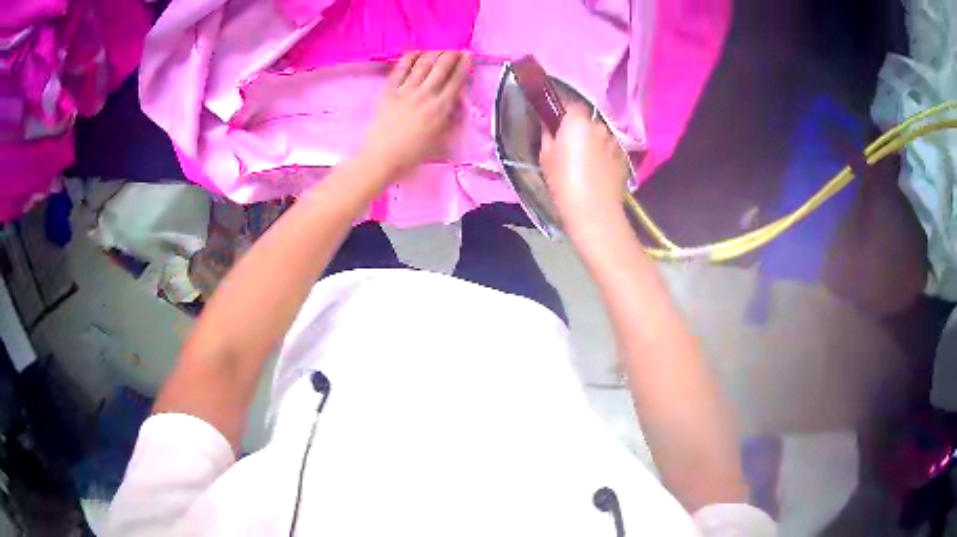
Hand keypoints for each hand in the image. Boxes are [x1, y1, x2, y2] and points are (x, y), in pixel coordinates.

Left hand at [359, 51, 470, 179]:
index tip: (468, 55)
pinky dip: (408, 59)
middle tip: (456, 48)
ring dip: (433, 53)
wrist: (382, 158)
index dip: (464, 65)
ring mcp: (405, 92)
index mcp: (440, 109)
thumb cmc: (412, 155)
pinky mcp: (388, 92)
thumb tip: (457, 104)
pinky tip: (415, 52)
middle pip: (441, 69)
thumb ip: (450, 120)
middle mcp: (425, 96)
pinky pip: (400, 71)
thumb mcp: (439, 140)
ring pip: (423, 66)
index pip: (456, 81)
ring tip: (440, 48)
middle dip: (451, 55)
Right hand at [539, 104, 630, 234]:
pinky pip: (610, 150)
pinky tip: (598, 172)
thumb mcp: (545, 157)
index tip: (557, 123)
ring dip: (594, 143)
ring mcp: (615, 142)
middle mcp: (599, 126)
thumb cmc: (564, 183)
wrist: (594, 212)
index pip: (572, 104)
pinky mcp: (624, 158)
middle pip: (588, 122)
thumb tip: (550, 126)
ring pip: (600, 136)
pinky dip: (605, 156)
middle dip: (580, 130)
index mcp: (577, 122)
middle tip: (570, 146)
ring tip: (586, 162)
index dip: (565, 112)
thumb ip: (548, 135)